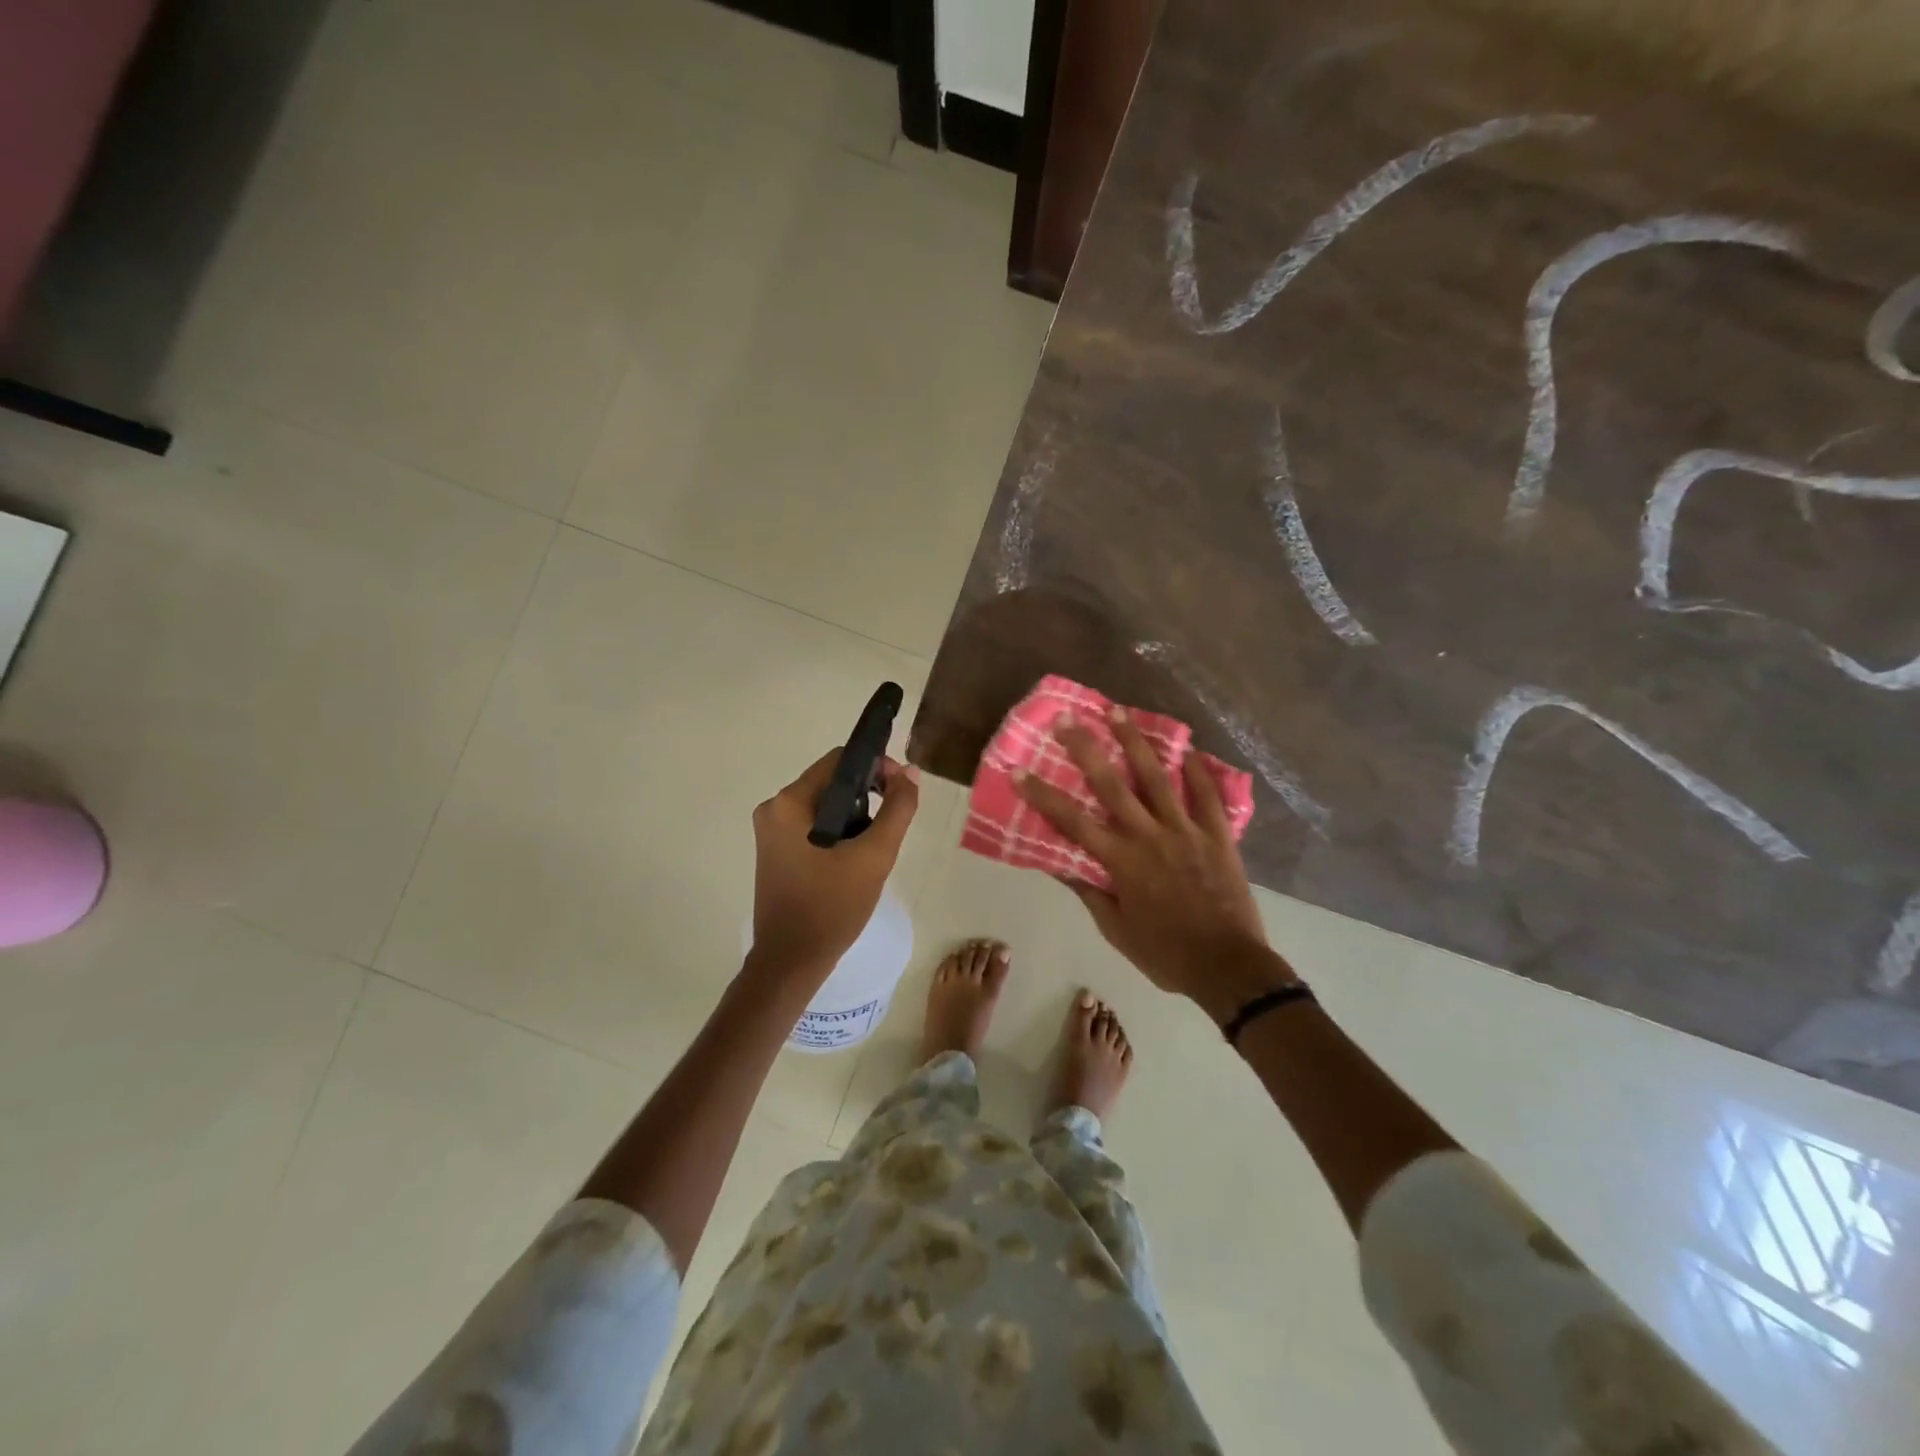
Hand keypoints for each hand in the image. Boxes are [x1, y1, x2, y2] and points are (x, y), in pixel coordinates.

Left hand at [750, 748, 919, 975]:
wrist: (792, 962)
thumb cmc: (832, 907)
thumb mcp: (874, 856)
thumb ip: (897, 809)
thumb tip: (909, 772)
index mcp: (789, 803)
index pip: (839, 760)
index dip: (876, 766)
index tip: (900, 790)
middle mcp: (773, 808)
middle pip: (831, 781)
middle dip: (867, 794)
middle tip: (893, 821)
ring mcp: (771, 831)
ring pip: (825, 804)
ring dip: (856, 815)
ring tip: (876, 843)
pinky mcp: (776, 851)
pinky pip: (813, 825)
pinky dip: (839, 831)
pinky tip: (855, 856)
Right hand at [1013, 707, 1294, 1021]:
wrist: (1228, 967)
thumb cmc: (1165, 953)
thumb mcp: (1116, 930)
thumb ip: (1089, 892)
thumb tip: (1059, 863)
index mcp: (1121, 861)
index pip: (1072, 821)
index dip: (1042, 795)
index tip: (1018, 770)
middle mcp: (1149, 836)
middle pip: (1111, 784)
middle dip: (1085, 748)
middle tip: (1068, 718)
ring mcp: (1186, 831)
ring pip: (1157, 777)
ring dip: (1135, 741)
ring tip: (1118, 711)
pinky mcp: (1217, 835)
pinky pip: (1207, 795)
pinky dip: (1197, 770)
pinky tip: (1187, 748)